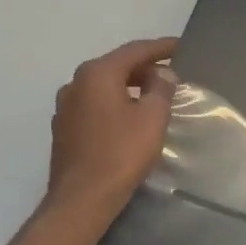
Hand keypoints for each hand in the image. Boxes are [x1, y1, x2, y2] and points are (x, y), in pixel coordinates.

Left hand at [45, 37, 178, 236]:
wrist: (82, 198)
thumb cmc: (121, 154)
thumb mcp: (152, 118)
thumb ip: (160, 89)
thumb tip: (162, 73)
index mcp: (97, 74)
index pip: (134, 51)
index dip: (161, 48)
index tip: (181, 46)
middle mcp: (76, 83)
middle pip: (116, 66)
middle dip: (144, 67)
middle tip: (171, 73)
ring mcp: (65, 107)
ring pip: (104, 86)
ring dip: (129, 86)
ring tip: (153, 95)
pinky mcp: (64, 129)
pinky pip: (95, 105)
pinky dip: (115, 103)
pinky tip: (129, 117)